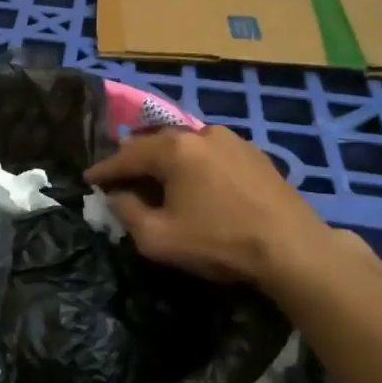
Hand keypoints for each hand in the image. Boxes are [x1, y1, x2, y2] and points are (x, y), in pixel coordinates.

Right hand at [85, 126, 338, 289]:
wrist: (293, 249)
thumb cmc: (219, 242)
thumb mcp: (158, 237)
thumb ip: (127, 212)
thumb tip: (117, 196)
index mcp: (173, 148)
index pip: (126, 156)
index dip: (103, 170)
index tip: (88, 180)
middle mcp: (200, 133)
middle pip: (155, 144)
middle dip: (134, 161)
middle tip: (119, 178)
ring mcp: (232, 140)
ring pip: (185, 146)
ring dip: (166, 162)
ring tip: (156, 180)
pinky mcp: (254, 155)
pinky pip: (210, 154)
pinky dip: (194, 166)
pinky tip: (195, 184)